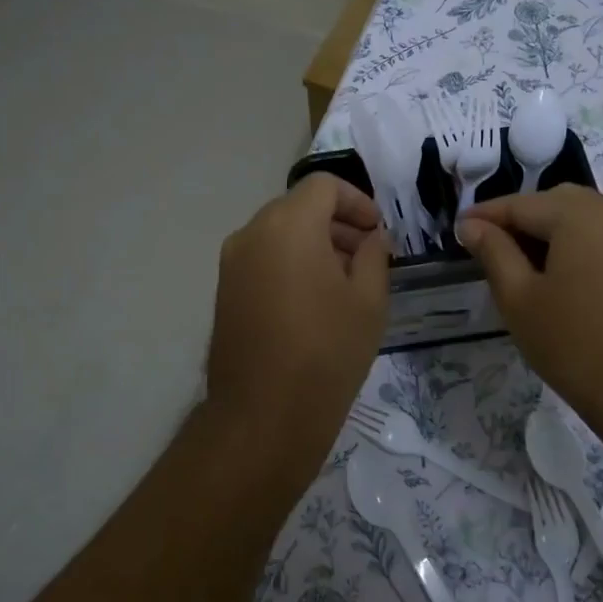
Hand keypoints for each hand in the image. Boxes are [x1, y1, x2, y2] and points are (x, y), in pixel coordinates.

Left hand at [206, 174, 389, 450]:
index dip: (357, 201)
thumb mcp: (368, 300)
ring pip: (278, 234)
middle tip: (368, 256)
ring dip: (314, 244)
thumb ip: (373, 255)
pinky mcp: (224, 292)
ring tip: (345, 282)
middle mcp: (251, 233)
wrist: (264, 415)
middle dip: (337, 223)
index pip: (324, 186)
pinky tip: (314, 301)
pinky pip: (262, 260)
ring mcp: (231, 264)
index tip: (378, 231)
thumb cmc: (327, 352)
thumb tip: (372, 237)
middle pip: (298, 208)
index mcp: (288, 225)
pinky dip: (290, 263)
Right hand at [458, 187, 602, 445]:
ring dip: (548, 232)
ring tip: (517, 264)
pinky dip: (574, 245)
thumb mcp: (519, 298)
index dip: (485, 215)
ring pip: (583, 219)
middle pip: (556, 202)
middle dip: (519, 218)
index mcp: (581, 216)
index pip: (522, 203)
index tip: (456, 231)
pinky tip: (556, 278)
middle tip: (487, 246)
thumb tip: (472, 226)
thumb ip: (494, 253)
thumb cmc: (575, 345)